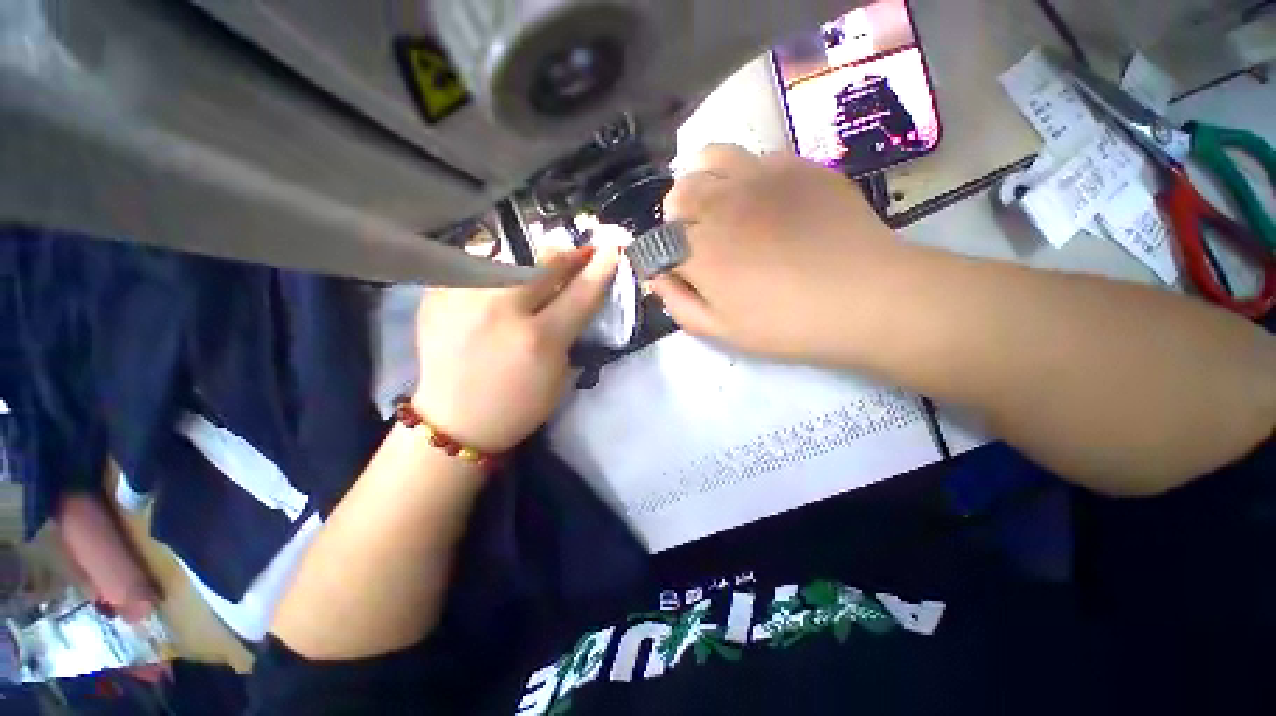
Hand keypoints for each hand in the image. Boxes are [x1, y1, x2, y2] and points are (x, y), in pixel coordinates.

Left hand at [412, 246, 619, 453]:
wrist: (455, 421)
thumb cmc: (519, 404)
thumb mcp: (559, 373)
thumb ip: (570, 328)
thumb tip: (577, 290)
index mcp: (538, 338)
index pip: (580, 293)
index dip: (600, 268)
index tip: (612, 249)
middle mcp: (500, 310)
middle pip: (544, 264)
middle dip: (567, 255)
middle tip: (579, 255)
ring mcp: (462, 298)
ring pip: (509, 258)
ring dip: (530, 264)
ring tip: (534, 276)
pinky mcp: (436, 295)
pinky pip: (476, 269)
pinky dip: (494, 274)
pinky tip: (496, 290)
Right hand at [649, 145, 911, 362]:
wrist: (865, 297)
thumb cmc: (785, 324)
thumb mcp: (721, 331)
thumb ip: (678, 303)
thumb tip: (656, 277)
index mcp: (698, 250)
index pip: (658, 238)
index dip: (660, 252)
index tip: (674, 266)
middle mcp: (720, 204)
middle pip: (679, 192)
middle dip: (678, 215)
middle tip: (698, 238)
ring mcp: (760, 177)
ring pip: (710, 158)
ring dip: (705, 181)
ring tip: (721, 205)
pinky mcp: (796, 166)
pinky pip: (754, 156)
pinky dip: (745, 174)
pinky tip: (763, 198)